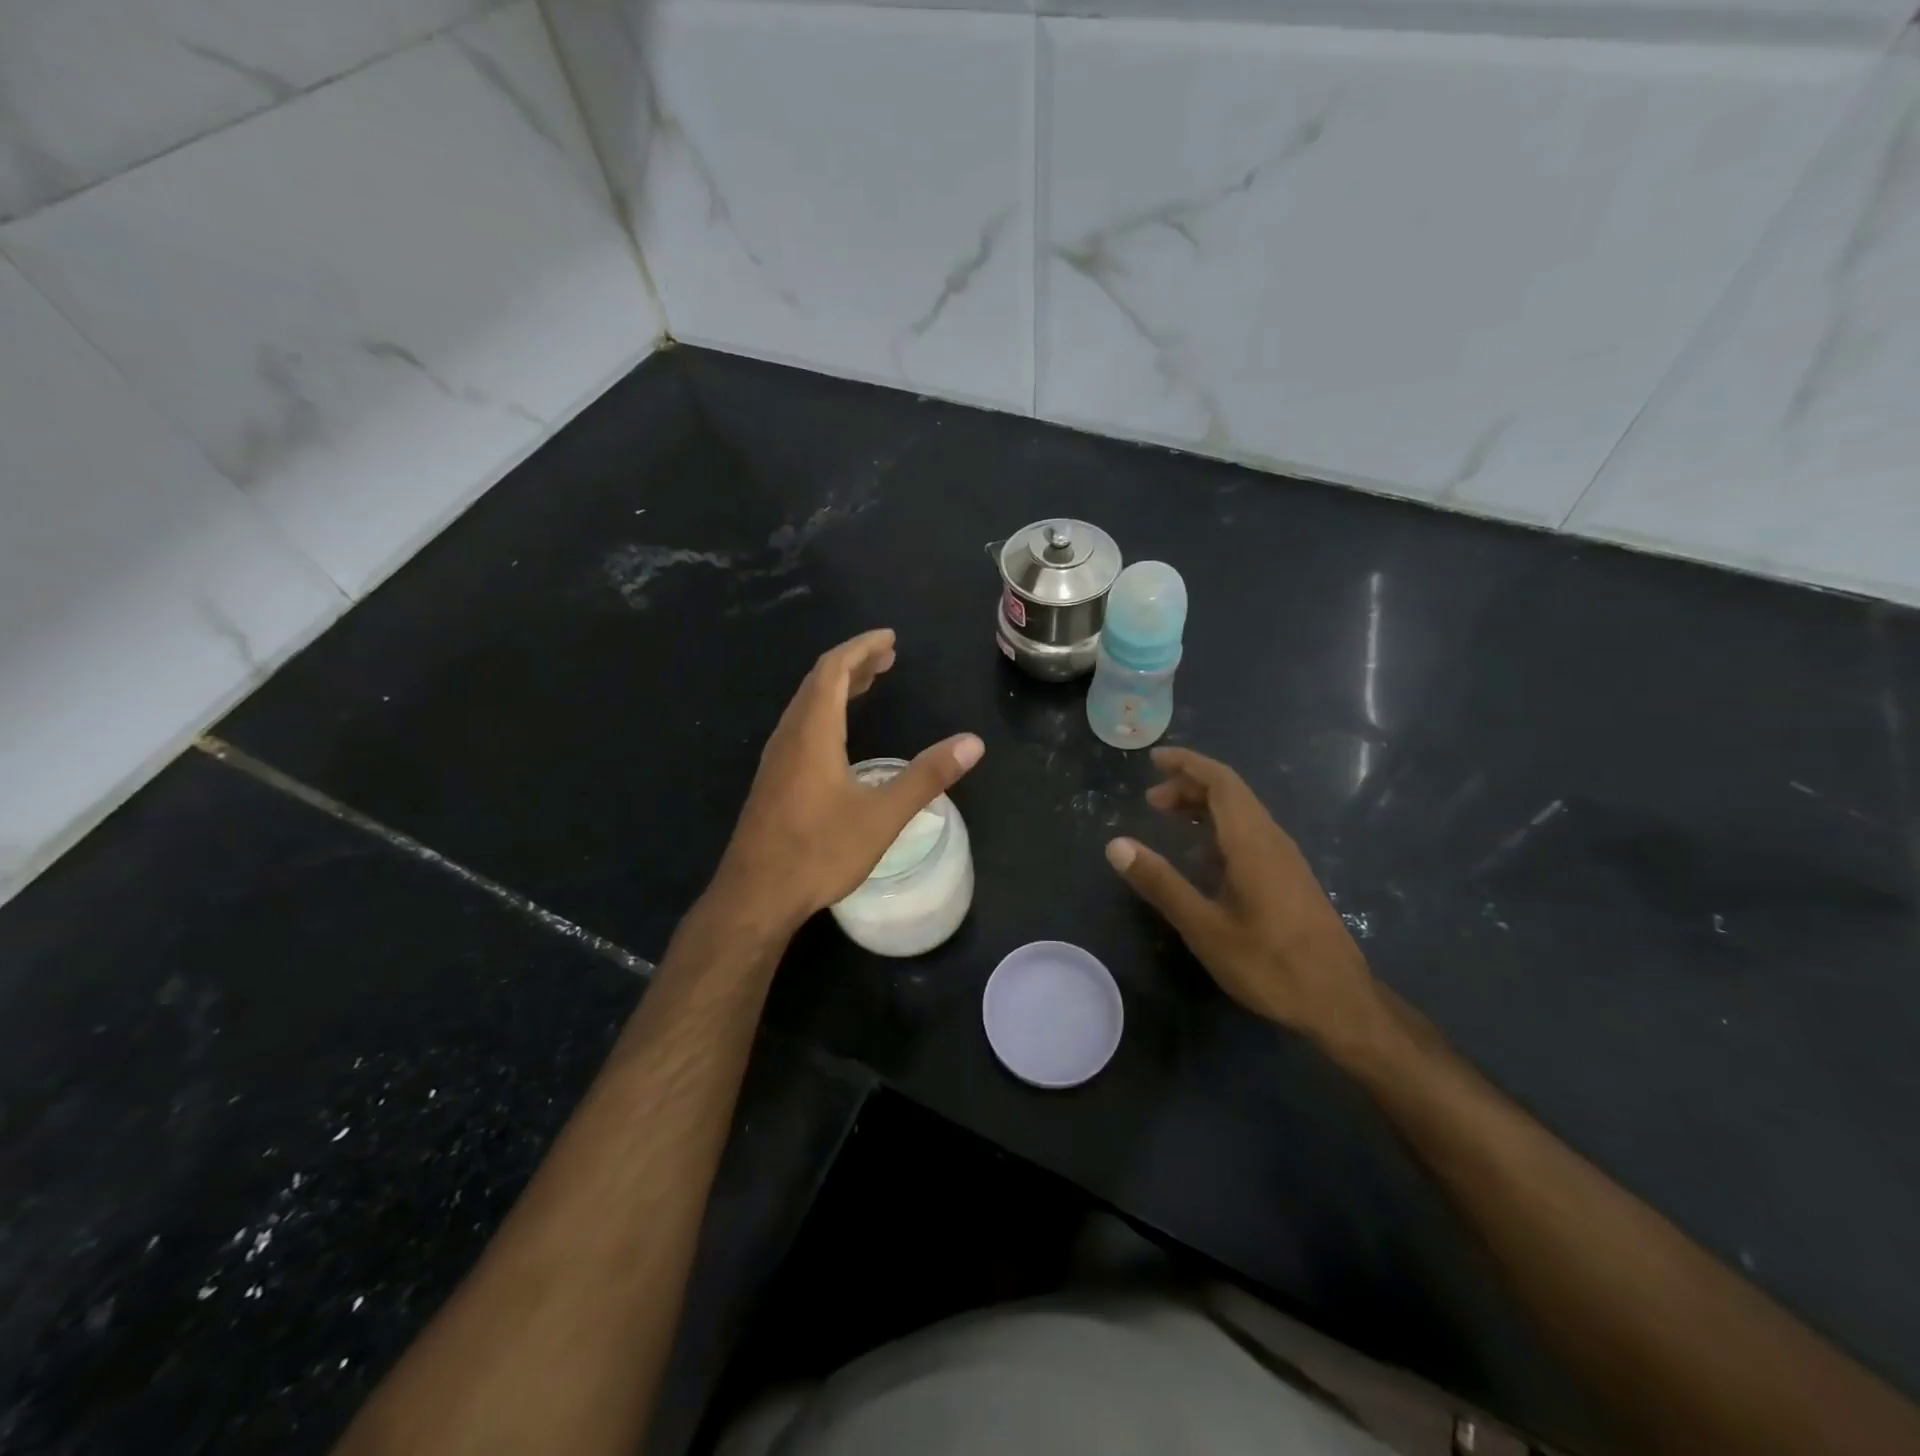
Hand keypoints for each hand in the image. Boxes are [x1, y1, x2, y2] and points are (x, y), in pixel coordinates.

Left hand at [711, 629, 983, 933]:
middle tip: (887, 658)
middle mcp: (789, 737)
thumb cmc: (819, 852)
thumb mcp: (882, 816)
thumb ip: (927, 777)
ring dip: (837, 687)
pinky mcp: (773, 781)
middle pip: (817, 682)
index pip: (833, 670)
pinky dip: (826, 711)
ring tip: (869, 684)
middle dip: (853, 664)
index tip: (889, 639)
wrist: (754, 896)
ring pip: (806, 705)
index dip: (862, 649)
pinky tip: (840, 735)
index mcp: (813, 733)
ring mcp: (776, 760)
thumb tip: (973, 743)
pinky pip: (800, 726)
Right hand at [1106, 747, 1383, 1055]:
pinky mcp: (1291, 879)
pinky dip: (1219, 827)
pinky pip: (1251, 833)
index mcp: (1252, 842)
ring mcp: (1286, 859)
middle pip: (1231, 793)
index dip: (1188, 764)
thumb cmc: (1269, 965)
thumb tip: (1116, 844)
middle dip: (1189, 785)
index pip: (1221, 782)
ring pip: (1242, 813)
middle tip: (1151, 800)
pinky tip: (1203, 855)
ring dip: (1204, 805)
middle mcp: (1272, 840)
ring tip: (1168, 818)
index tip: (1154, 759)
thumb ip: (1160, 882)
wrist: (1340, 1003)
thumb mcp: (1204, 927)